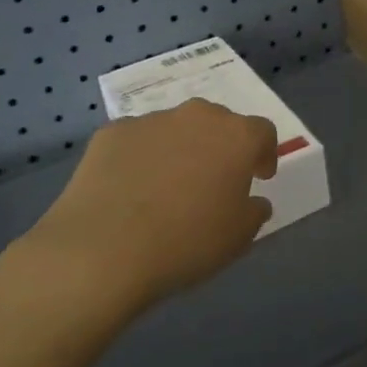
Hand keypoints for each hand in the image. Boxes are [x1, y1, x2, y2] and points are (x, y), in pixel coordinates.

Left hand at [0, 99, 276, 329]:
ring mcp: (151, 121)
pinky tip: (131, 190)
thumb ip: (254, 211)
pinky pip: (137, 140)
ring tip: (167, 187)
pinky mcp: (111, 133)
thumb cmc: (186, 241)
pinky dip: (141, 157)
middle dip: (221, 146)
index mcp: (237, 136)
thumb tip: (252, 200)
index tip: (259, 177)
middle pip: (219, 123)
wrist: (102, 250)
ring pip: (176, 129)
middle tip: (214, 180)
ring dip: (180, 149)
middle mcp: (197, 116)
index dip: (264, 154)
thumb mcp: (239, 236)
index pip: (263, 132)